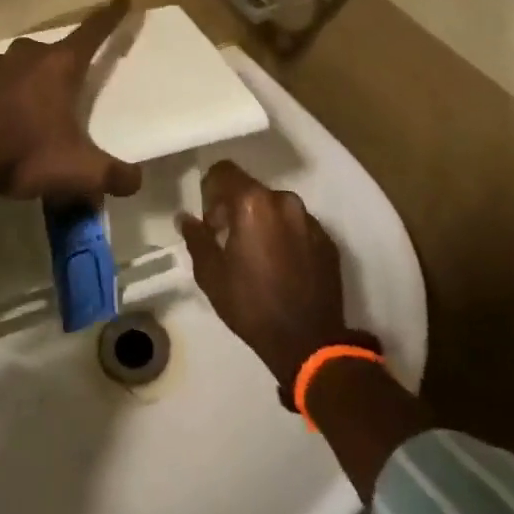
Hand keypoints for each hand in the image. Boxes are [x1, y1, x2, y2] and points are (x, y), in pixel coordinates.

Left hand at [0, 0, 143, 201]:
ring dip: (27, 84)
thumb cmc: (23, 155)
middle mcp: (26, 56)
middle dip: (62, 68)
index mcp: (59, 66)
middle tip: (66, 95)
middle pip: (53, 53)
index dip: (110, 17)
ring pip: (18, 67)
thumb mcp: (78, 173)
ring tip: (28, 118)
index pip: (93, 32)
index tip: (121, 1)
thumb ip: (114, 176)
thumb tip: (136, 181)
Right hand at [179, 161, 365, 393]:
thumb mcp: (211, 274)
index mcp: (253, 203)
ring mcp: (310, 220)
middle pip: (251, 190)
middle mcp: (284, 201)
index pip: (224, 171)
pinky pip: (297, 226)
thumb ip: (196, 238)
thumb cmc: (251, 305)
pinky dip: (284, 236)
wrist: (308, 342)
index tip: (209, 220)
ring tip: (256, 256)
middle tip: (228, 240)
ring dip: (262, 221)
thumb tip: (186, 218)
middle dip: (235, 208)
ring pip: (275, 207)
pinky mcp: (327, 239)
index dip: (211, 190)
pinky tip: (281, 266)